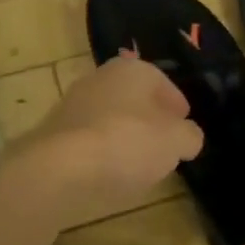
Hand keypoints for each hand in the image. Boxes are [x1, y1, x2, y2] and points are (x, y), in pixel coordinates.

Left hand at [14, 57, 202, 228]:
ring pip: (110, 118)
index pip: (163, 83)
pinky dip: (101, 153)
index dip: (177, 106)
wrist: (59, 168)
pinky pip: (89, 140)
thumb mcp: (176, 141)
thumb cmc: (127, 143)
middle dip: (150, 120)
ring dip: (125, 137)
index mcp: (132, 69)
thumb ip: (189, 136)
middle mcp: (100, 78)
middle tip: (164, 146)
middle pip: (134, 99)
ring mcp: (73, 104)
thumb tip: (188, 137)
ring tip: (138, 165)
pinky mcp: (54, 133)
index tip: (184, 128)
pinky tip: (109, 174)